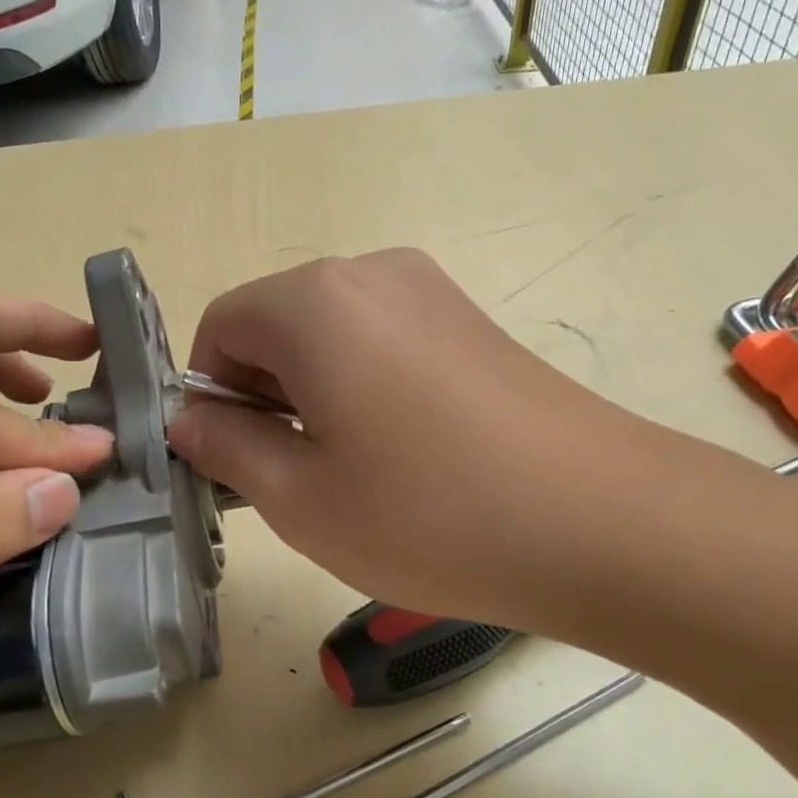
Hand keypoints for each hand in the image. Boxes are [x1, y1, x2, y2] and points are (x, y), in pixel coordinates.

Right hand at [166, 249, 679, 633]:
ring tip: (352, 471)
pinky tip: (402, 453)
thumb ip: (225, 448)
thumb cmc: (430, 515)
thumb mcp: (298, 497)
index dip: (209, 395)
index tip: (235, 460)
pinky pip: (381, 342)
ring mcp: (430, 291)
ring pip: (328, 335)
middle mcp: (369, 273)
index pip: (219, 326)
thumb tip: (190, 421)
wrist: (607, 524)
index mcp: (314, 301)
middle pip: (274, 324)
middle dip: (261, 395)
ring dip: (311, 395)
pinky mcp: (470, 320)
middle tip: (292, 476)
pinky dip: (361, 388)